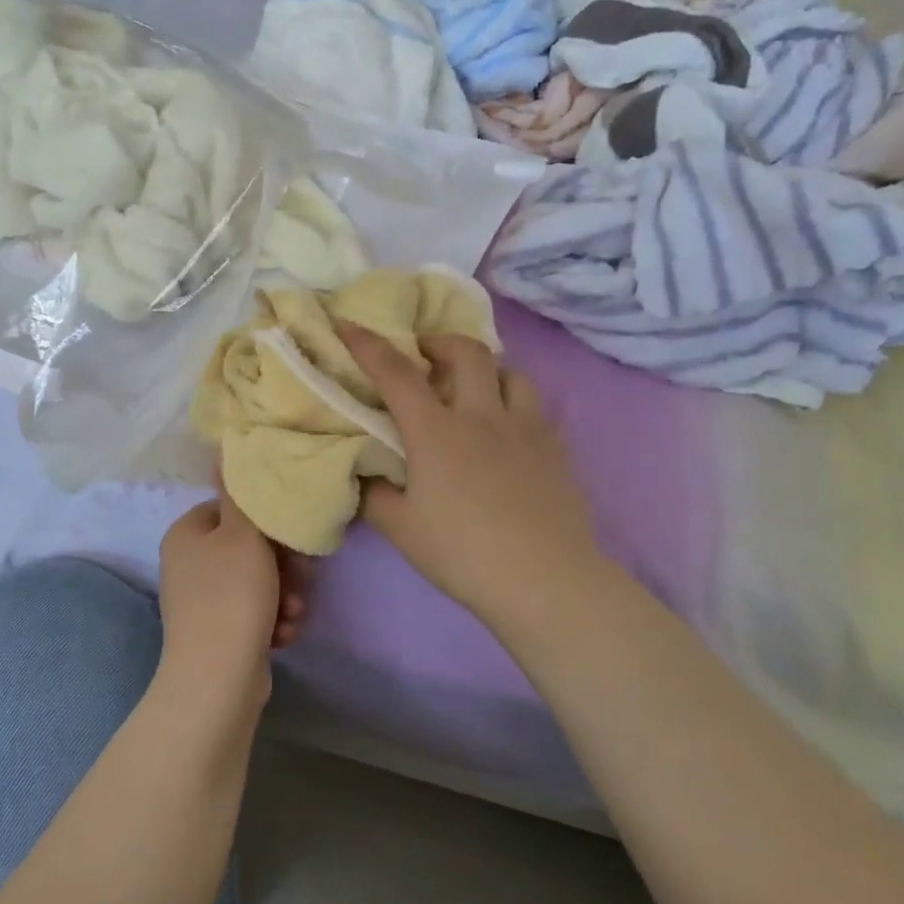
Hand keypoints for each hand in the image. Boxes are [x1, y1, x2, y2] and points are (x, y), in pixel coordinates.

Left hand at [158, 484, 308, 695]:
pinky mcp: (219, 632)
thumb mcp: (242, 535)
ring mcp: (203, 601)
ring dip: (284, 595)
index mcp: (187, 533)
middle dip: (283, 565)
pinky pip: (254, 613)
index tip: (292, 537)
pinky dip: (273, 620)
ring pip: (258, 582)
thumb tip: (221, 450)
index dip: (267, 522)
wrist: (217, 679)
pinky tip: (284, 634)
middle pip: (249, 548)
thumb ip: (240, 493)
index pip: (234, 509)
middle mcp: (190, 564)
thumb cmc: (231, 596)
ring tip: (293, 613)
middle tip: (301, 579)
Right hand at [336, 324, 599, 637]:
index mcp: (436, 432)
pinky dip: (512, 401)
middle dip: (439, 341)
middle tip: (423, 357)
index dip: (367, 344)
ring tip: (470, 390)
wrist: (545, 580)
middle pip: (466, 351)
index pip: (396, 373)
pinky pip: (533, 405)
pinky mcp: (555, 448)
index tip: (347, 323)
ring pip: (510, 372)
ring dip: (484, 370)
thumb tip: (362, 473)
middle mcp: (483, 415)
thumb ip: (373, 495)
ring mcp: (526, 428)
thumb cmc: (463, 554)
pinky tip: (505, 431)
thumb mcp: (401, 529)